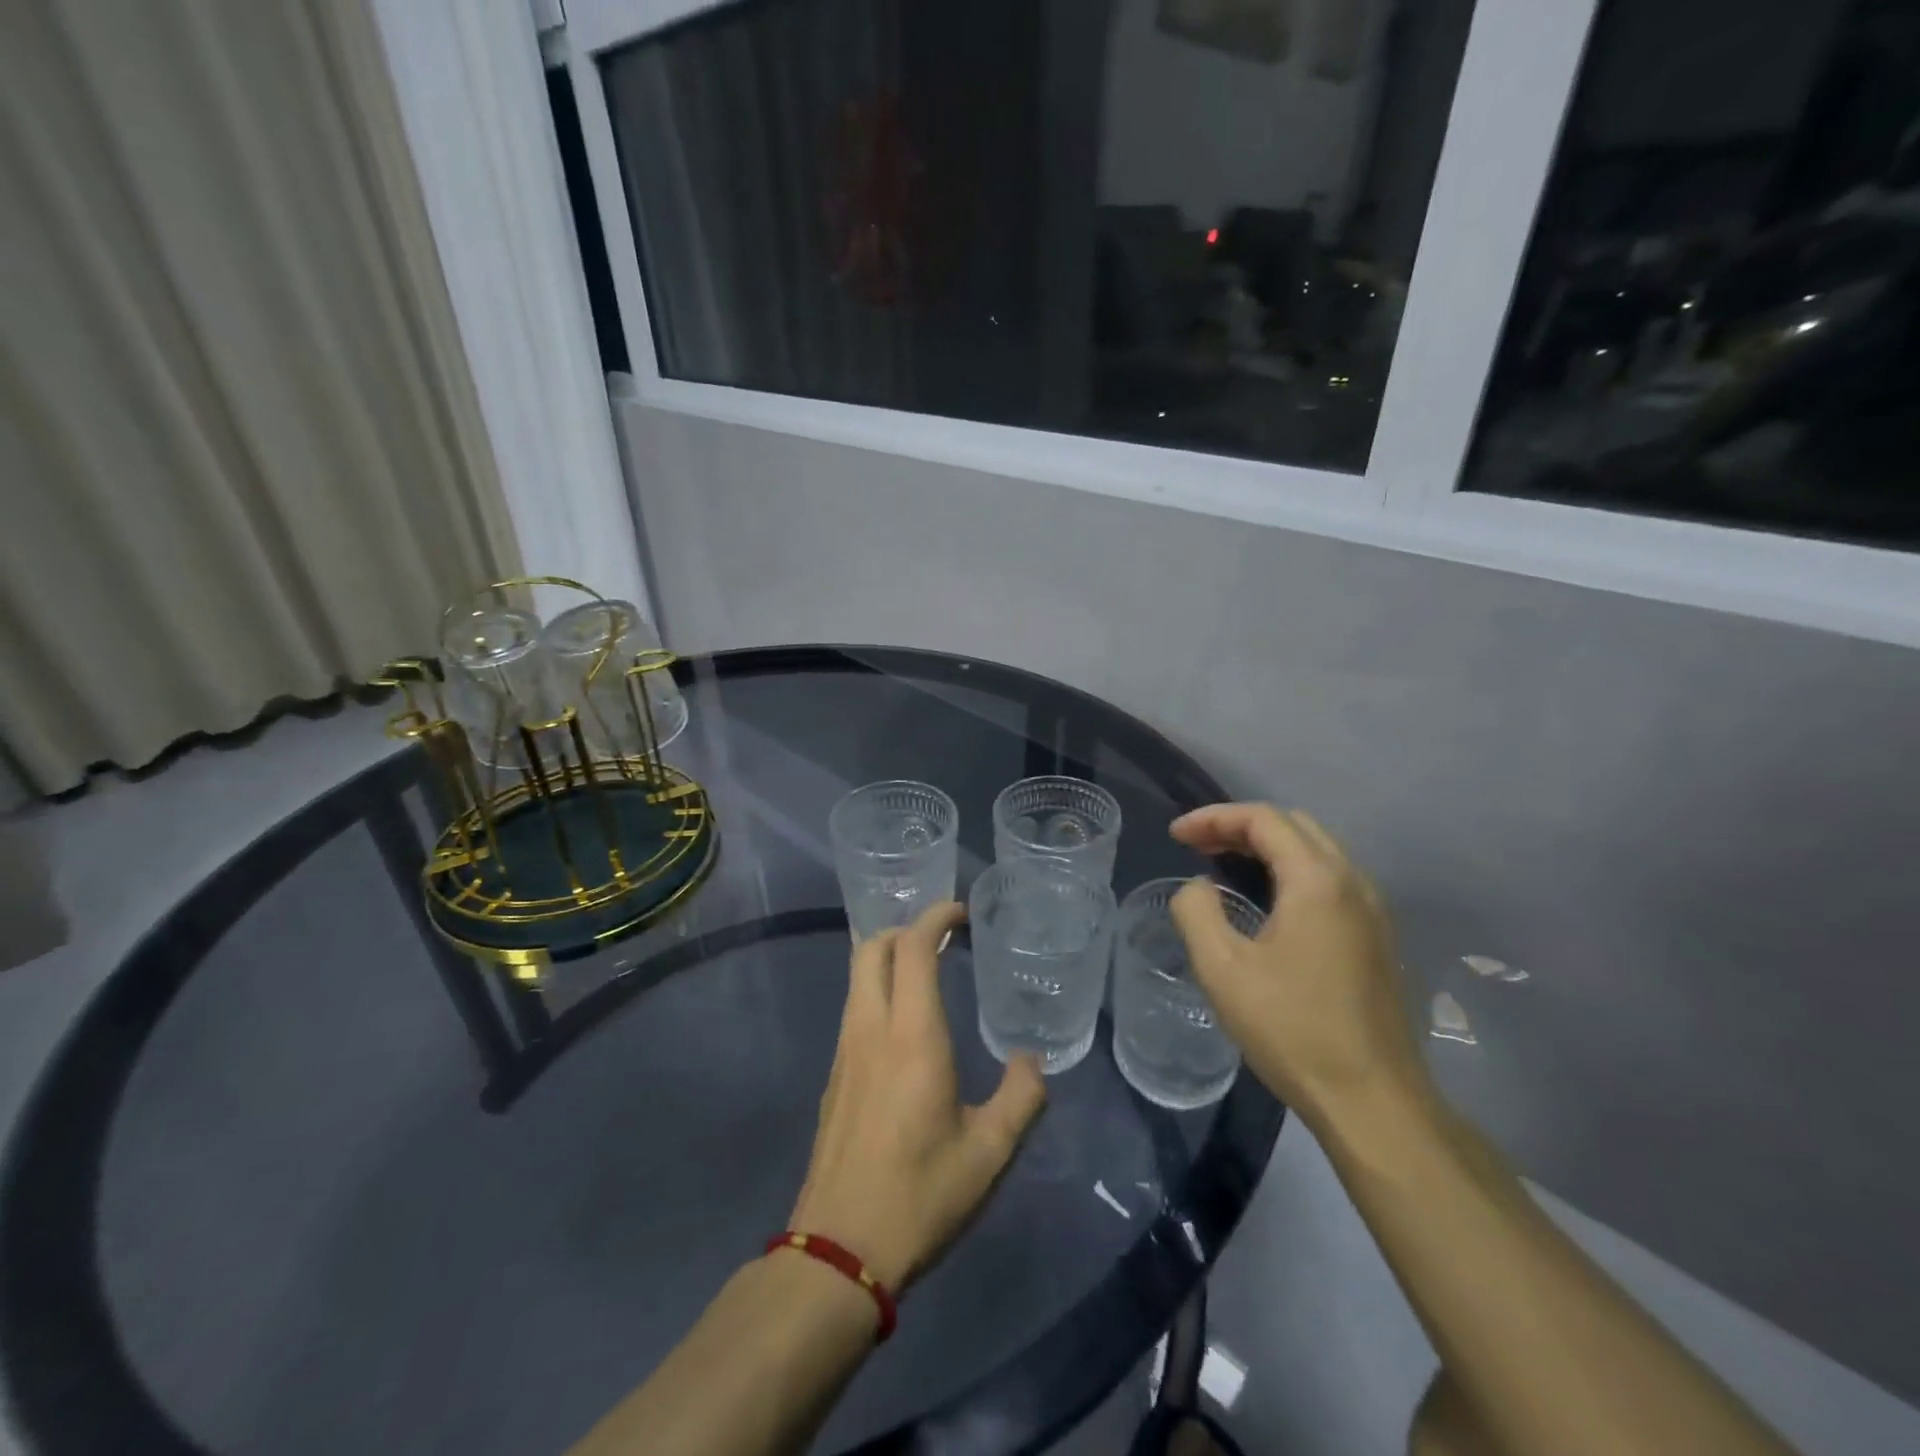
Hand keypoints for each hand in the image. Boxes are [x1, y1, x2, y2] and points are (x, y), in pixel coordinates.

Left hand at [789, 901, 1046, 1293]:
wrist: (837, 1250)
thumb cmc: (920, 1195)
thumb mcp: (989, 1154)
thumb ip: (1020, 1098)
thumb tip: (1031, 1061)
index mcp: (911, 1035)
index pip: (913, 947)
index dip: (935, 916)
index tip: (961, 912)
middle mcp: (870, 1028)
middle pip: (871, 947)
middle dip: (904, 928)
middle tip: (942, 939)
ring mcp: (844, 1051)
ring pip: (857, 976)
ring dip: (888, 958)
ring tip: (928, 974)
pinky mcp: (834, 1076)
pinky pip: (853, 1008)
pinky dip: (877, 991)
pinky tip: (904, 1026)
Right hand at [1169, 803, 1429, 1128]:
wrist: (1373, 1102)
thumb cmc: (1292, 1030)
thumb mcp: (1222, 969)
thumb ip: (1197, 911)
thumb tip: (1199, 888)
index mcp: (1318, 881)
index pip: (1264, 819)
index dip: (1213, 818)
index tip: (1176, 836)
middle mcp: (1354, 883)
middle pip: (1294, 825)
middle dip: (1240, 826)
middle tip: (1198, 846)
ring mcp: (1373, 911)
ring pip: (1316, 851)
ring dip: (1267, 847)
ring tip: (1224, 866)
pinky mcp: (1378, 938)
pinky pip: (1330, 879)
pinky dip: (1290, 871)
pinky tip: (1266, 902)